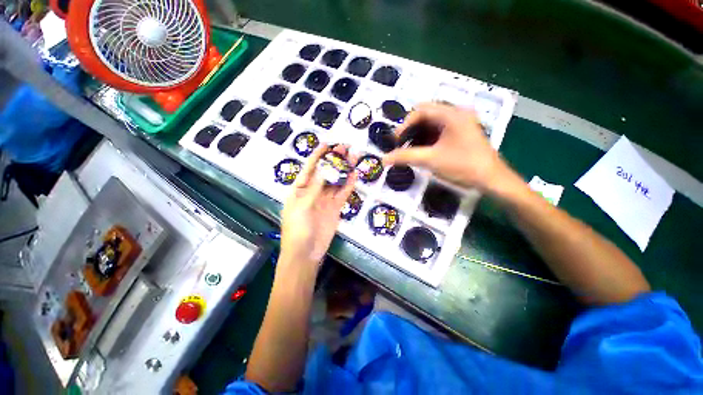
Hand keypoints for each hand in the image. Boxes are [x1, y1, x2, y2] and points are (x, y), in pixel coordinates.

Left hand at [279, 145, 356, 271]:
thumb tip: (326, 167)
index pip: (309, 168)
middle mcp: (313, 191)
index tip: (327, 144)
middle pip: (326, 172)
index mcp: (300, 189)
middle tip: (346, 147)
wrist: (306, 253)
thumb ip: (316, 187)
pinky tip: (355, 175)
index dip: (318, 155)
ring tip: (354, 157)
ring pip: (336, 181)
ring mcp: (325, 199)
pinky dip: (349, 185)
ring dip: (344, 170)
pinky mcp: (336, 208)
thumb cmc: (297, 228)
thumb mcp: (303, 205)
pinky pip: (343, 194)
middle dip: (334, 159)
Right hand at [384, 103, 514, 191]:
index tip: (396, 141)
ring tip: (410, 149)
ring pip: (432, 123)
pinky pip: (439, 130)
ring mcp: (460, 122)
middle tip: (401, 144)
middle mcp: (456, 113)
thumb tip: (384, 159)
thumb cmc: (462, 166)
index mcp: (451, 114)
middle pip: (425, 114)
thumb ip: (405, 157)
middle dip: (410, 129)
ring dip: (418, 134)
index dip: (404, 125)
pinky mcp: (461, 132)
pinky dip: (427, 138)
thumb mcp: (430, 160)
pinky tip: (423, 150)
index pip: (420, 110)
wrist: (491, 179)